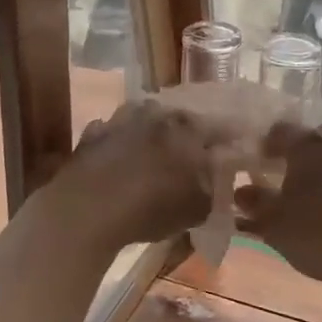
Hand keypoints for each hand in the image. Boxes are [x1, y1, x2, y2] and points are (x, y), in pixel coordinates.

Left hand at [46, 101, 221, 249]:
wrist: (88, 207)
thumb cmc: (152, 207)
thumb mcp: (198, 208)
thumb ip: (213, 187)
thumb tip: (217, 177)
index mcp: (189, 126)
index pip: (219, 127)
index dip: (227, 140)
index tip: (233, 149)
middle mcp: (157, 112)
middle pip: (180, 119)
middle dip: (187, 134)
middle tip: (191, 154)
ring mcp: (121, 118)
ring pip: (145, 120)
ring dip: (152, 134)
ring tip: (154, 155)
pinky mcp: (94, 132)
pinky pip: (115, 134)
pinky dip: (121, 145)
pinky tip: (120, 162)